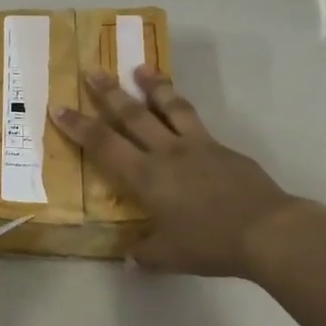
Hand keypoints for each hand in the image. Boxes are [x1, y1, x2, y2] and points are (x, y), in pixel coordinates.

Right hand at [53, 67, 301, 278]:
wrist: (265, 229)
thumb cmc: (210, 243)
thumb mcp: (168, 257)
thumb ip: (144, 254)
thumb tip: (130, 257)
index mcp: (146, 177)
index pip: (104, 145)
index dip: (79, 126)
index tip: (59, 107)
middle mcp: (166, 153)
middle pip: (133, 115)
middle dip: (109, 93)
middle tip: (94, 71)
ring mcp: (197, 146)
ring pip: (169, 107)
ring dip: (152, 86)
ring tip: (140, 68)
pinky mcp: (222, 148)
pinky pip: (195, 120)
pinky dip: (182, 109)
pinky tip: (181, 109)